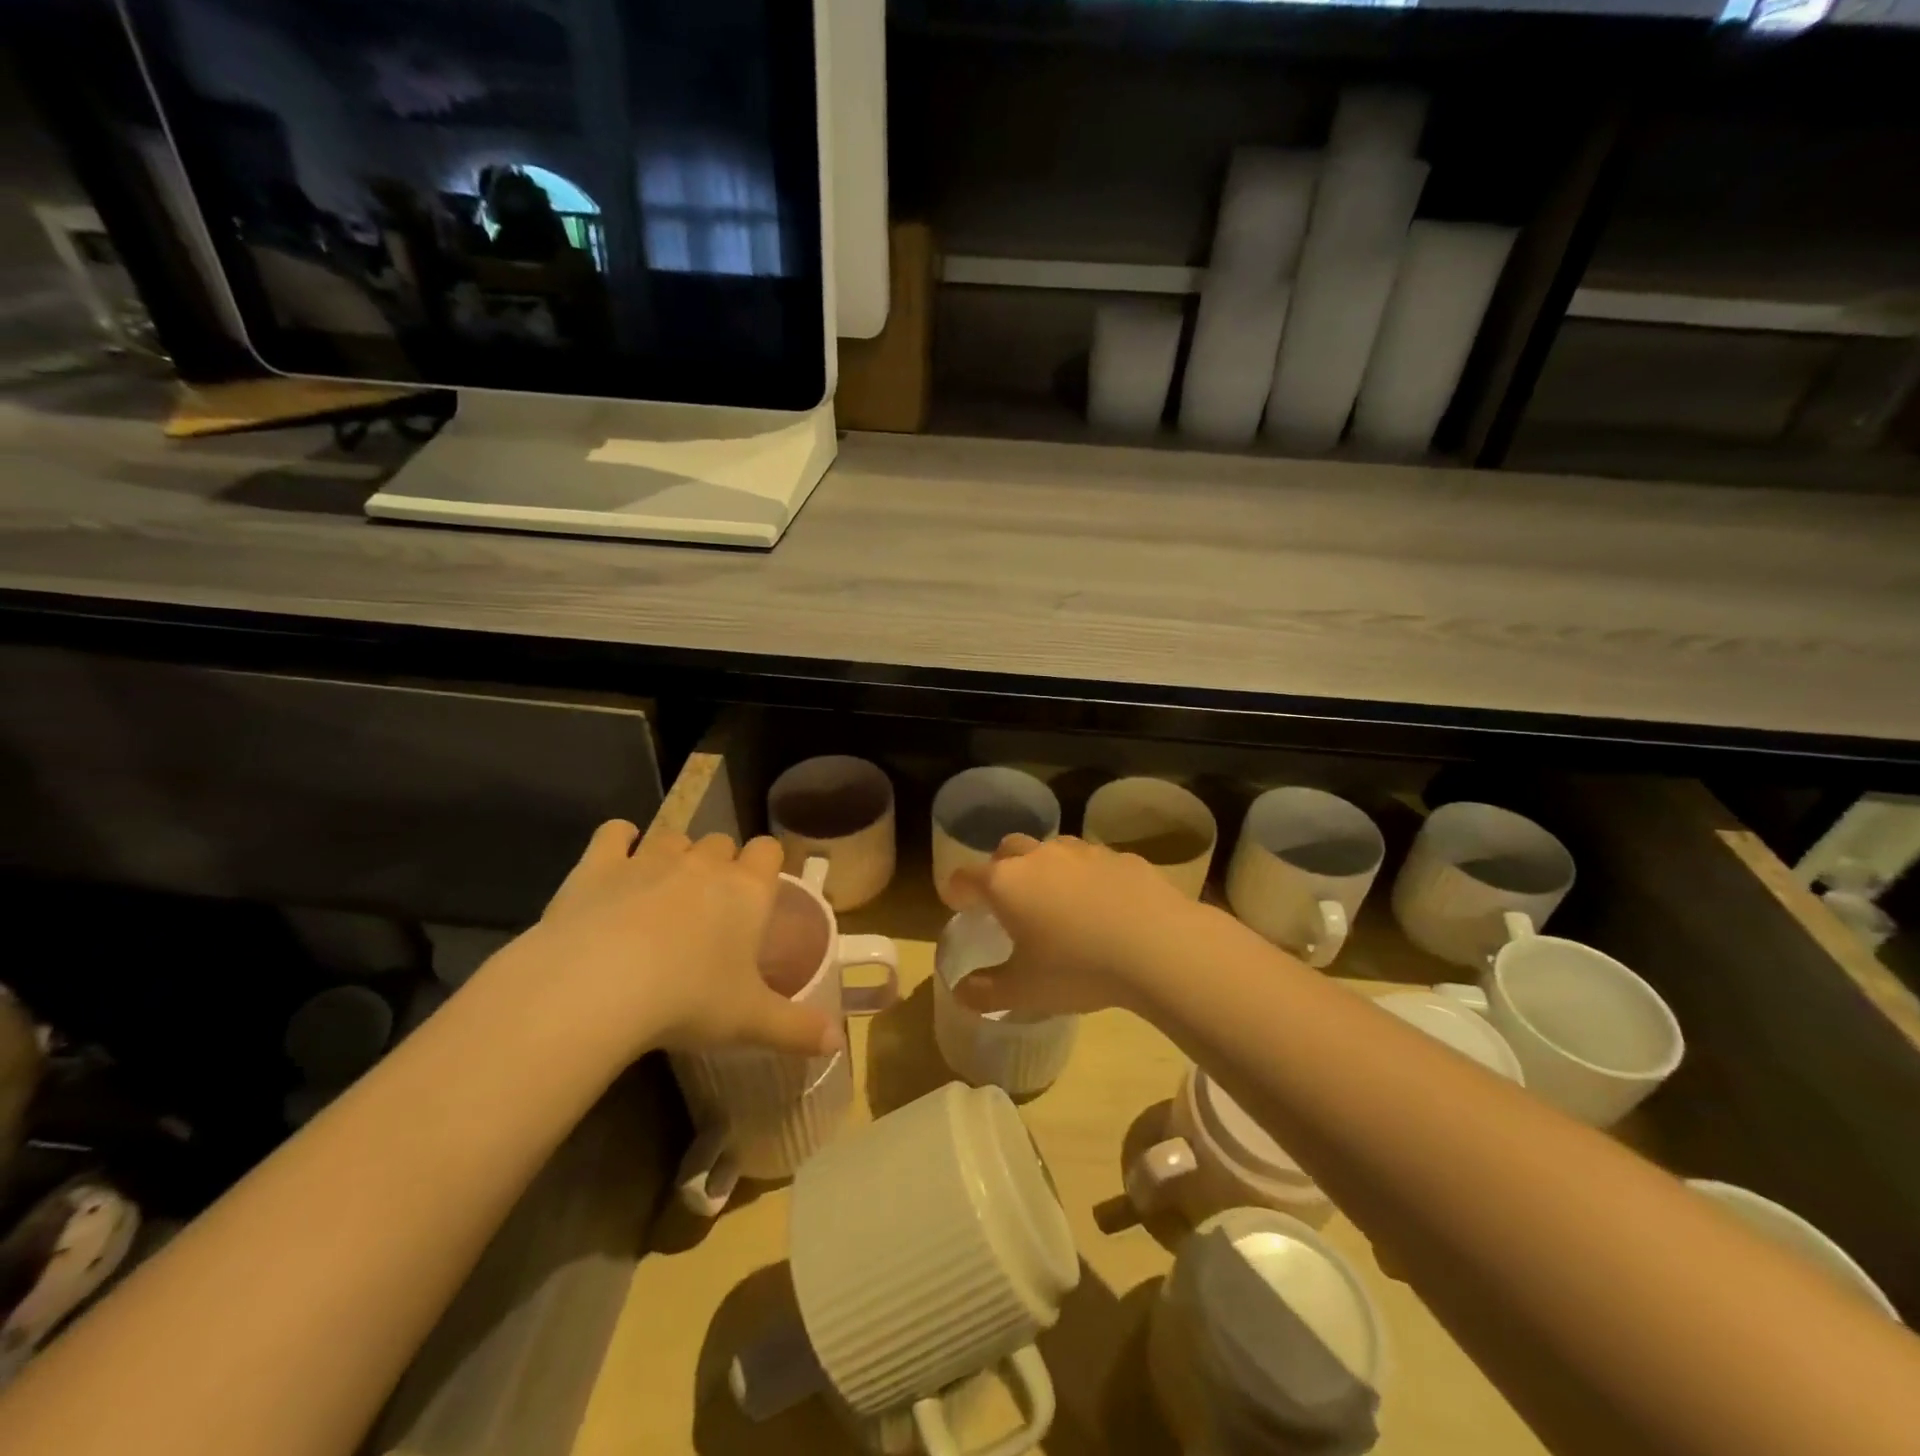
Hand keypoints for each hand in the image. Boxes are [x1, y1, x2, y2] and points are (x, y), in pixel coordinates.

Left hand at [505, 821, 841, 1060]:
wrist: (596, 987)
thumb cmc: (687, 1000)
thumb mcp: (750, 1022)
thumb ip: (798, 1029)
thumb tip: (838, 1042)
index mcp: (746, 890)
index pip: (769, 850)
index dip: (765, 864)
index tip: (758, 890)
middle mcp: (703, 863)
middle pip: (720, 842)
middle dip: (719, 863)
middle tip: (710, 905)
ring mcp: (650, 858)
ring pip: (672, 837)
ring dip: (674, 854)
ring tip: (665, 890)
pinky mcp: (600, 864)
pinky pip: (614, 833)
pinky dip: (619, 840)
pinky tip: (619, 857)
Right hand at [948, 834, 1207, 1017]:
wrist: (1157, 945)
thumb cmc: (1078, 967)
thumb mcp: (1025, 990)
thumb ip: (985, 990)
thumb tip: (960, 991)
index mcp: (1006, 883)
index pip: (966, 876)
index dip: (957, 890)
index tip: (957, 903)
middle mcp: (1039, 856)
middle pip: (1007, 850)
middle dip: (1000, 869)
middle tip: (1007, 900)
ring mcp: (1082, 851)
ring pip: (1051, 849)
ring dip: (1045, 868)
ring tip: (1057, 901)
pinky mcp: (1120, 856)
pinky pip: (1092, 861)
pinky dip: (1086, 877)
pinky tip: (1102, 905)